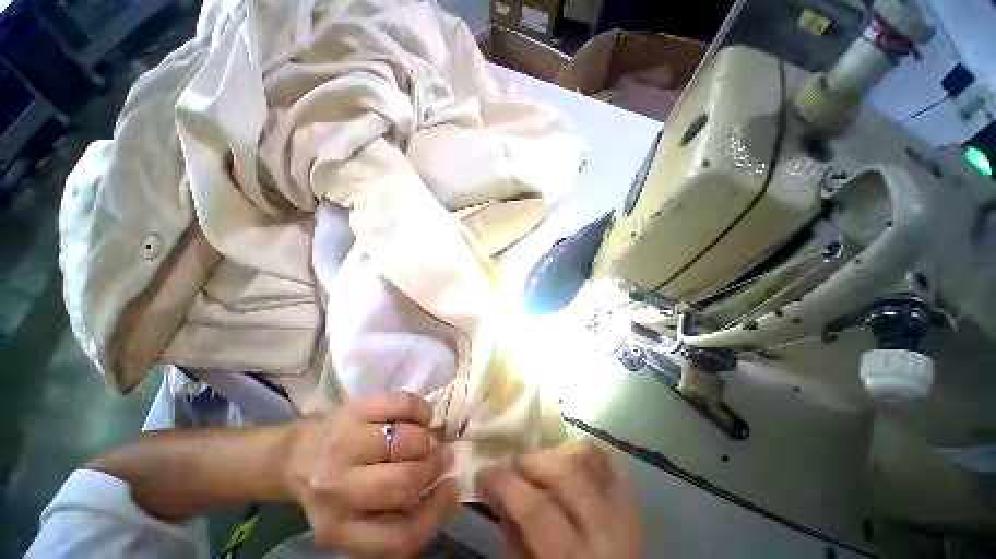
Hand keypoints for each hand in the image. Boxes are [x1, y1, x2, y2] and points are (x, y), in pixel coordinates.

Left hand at [283, 393, 459, 556]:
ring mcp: (343, 445)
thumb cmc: (338, 488)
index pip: (400, 536)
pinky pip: (402, 405)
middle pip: (405, 482)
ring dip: (426, 438)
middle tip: (443, 457)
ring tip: (425, 438)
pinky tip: (420, 416)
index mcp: (340, 530)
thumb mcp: (359, 519)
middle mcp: (337, 491)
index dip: (436, 511)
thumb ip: (399, 515)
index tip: (452, 487)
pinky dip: (421, 409)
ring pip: (406, 440)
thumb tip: (447, 486)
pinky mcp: (353, 410)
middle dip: (434, 466)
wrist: (299, 455)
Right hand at [478, 440, 641, 558]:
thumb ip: (513, 538)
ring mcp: (625, 513)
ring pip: (591, 459)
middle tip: (513, 466)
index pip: (537, 509)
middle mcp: (607, 532)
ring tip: (540, 464)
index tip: (484, 472)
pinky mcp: (633, 504)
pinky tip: (569, 457)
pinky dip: (587, 452)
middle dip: (533, 462)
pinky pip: (612, 463)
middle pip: (568, 474)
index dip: (505, 484)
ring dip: (558, 453)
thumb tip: (499, 494)